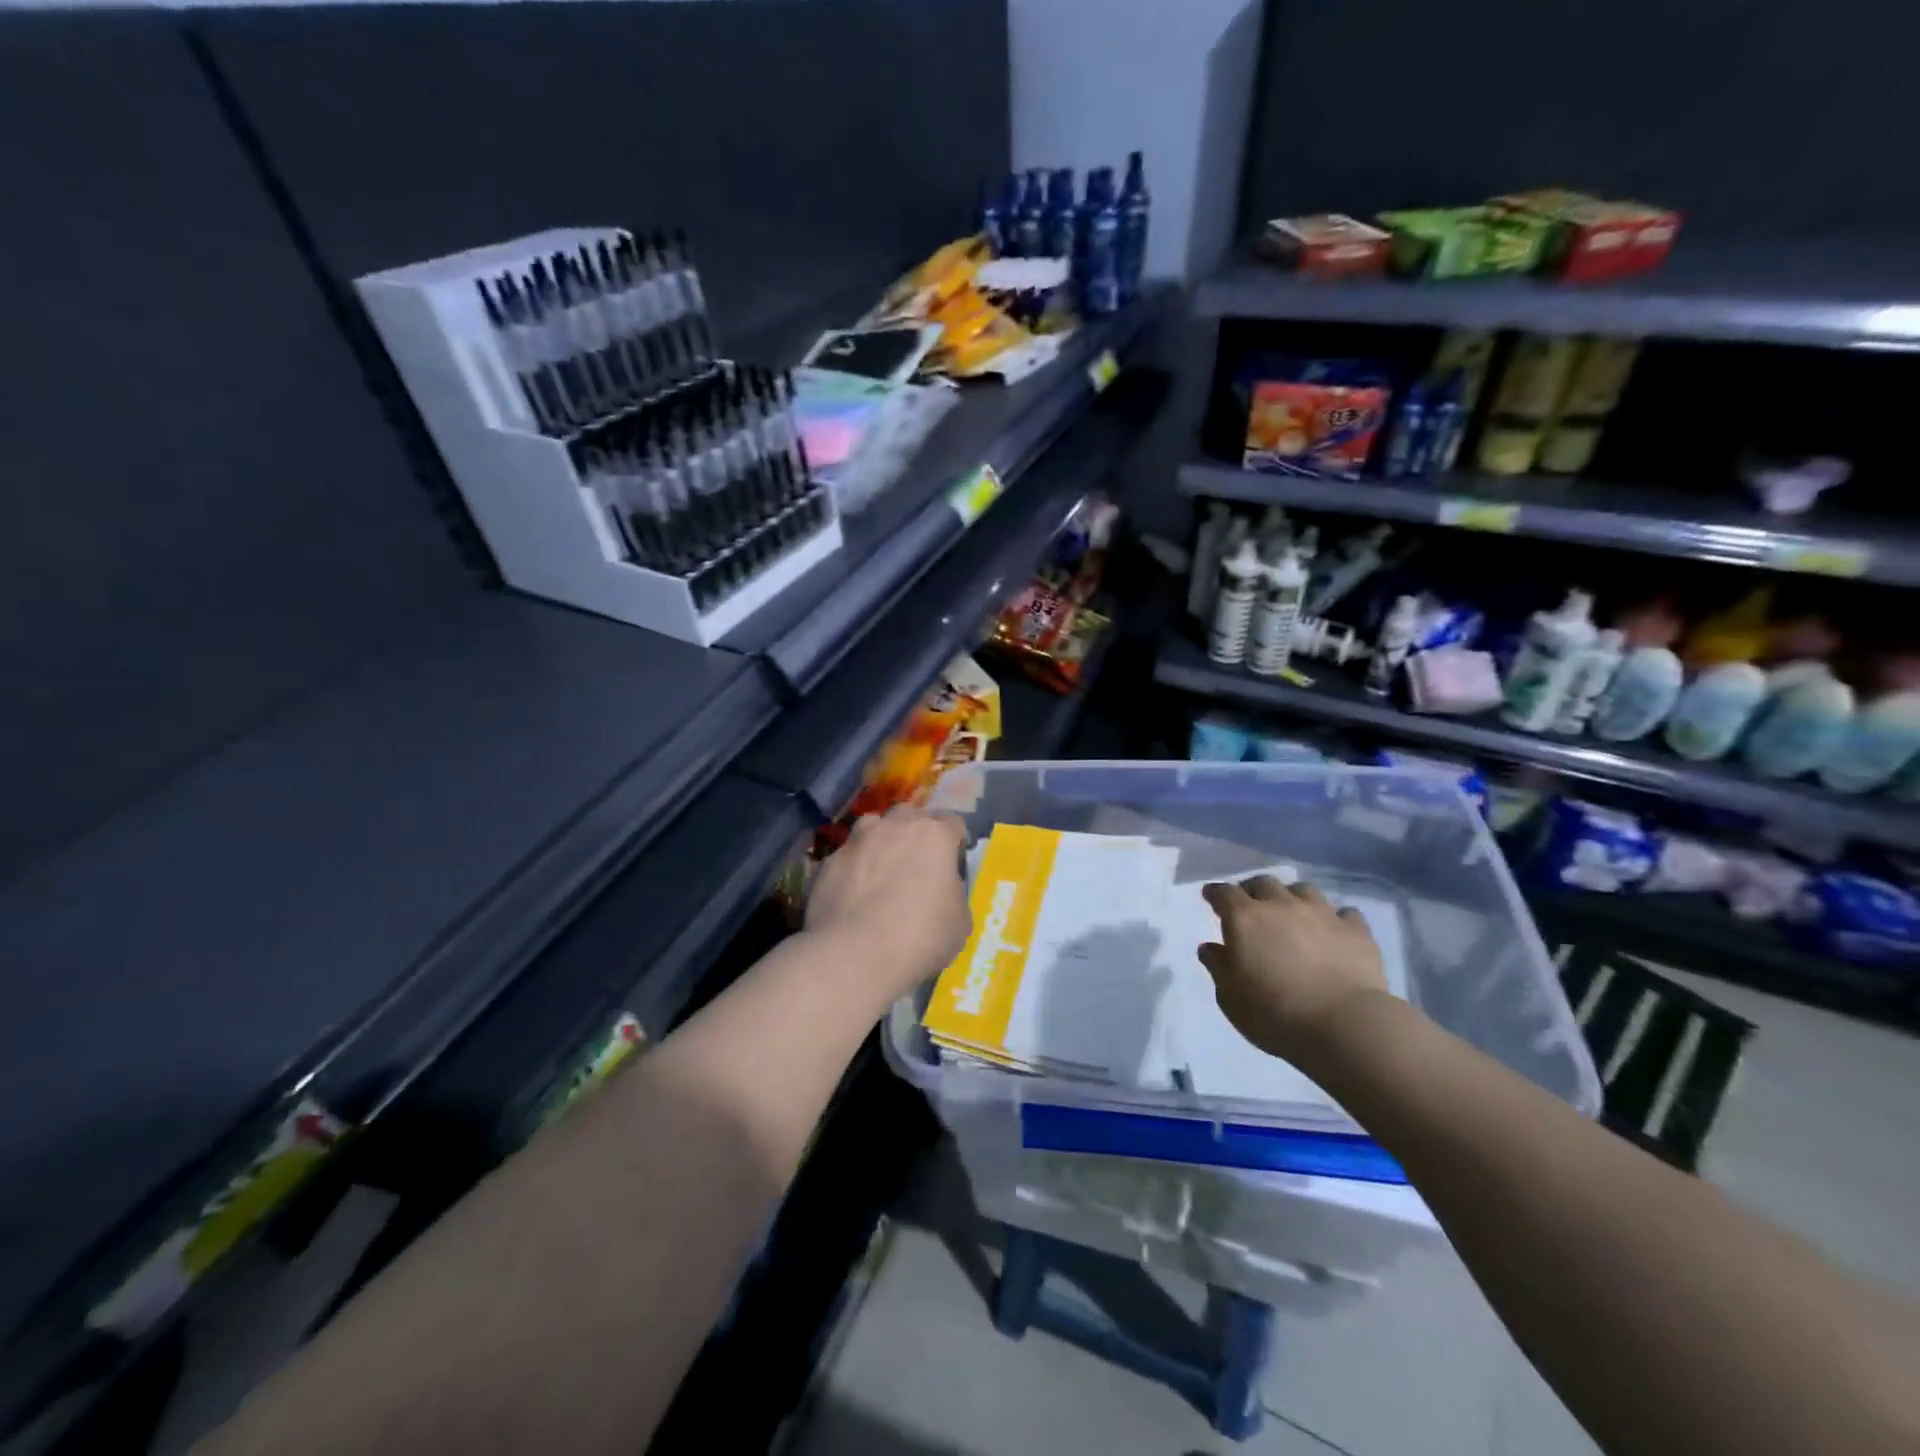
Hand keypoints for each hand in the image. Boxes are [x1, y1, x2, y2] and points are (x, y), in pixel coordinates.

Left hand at [806, 806, 971, 1002]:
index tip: (954, 860)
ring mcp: (857, 841)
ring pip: (872, 826)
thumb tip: (943, 893)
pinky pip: (847, 857)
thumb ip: (954, 896)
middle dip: (916, 832)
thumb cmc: (919, 937)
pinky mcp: (828, 862)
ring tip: (882, 867)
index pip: (953, 823)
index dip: (956, 841)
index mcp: (934, 836)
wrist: (854, 955)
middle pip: (910, 815)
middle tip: (918, 861)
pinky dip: (853, 867)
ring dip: (881, 840)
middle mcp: (894, 827)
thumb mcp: (959, 923)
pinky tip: (853, 892)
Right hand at [1199, 876, 1389, 1062]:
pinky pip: (1344, 912)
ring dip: (1292, 897)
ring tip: (1292, 912)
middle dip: (1252, 890)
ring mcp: (1322, 914)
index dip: (1215, 893)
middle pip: (1263, 883)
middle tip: (1250, 905)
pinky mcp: (1356, 930)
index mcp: (1245, 919)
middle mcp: (1281, 906)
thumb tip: (1209, 947)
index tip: (1210, 897)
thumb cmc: (1276, 1014)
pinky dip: (1334, 917)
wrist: (1345, 1025)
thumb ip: (1218, 967)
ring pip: (1303, 889)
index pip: (1224, 893)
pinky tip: (1333, 930)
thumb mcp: (1231, 998)